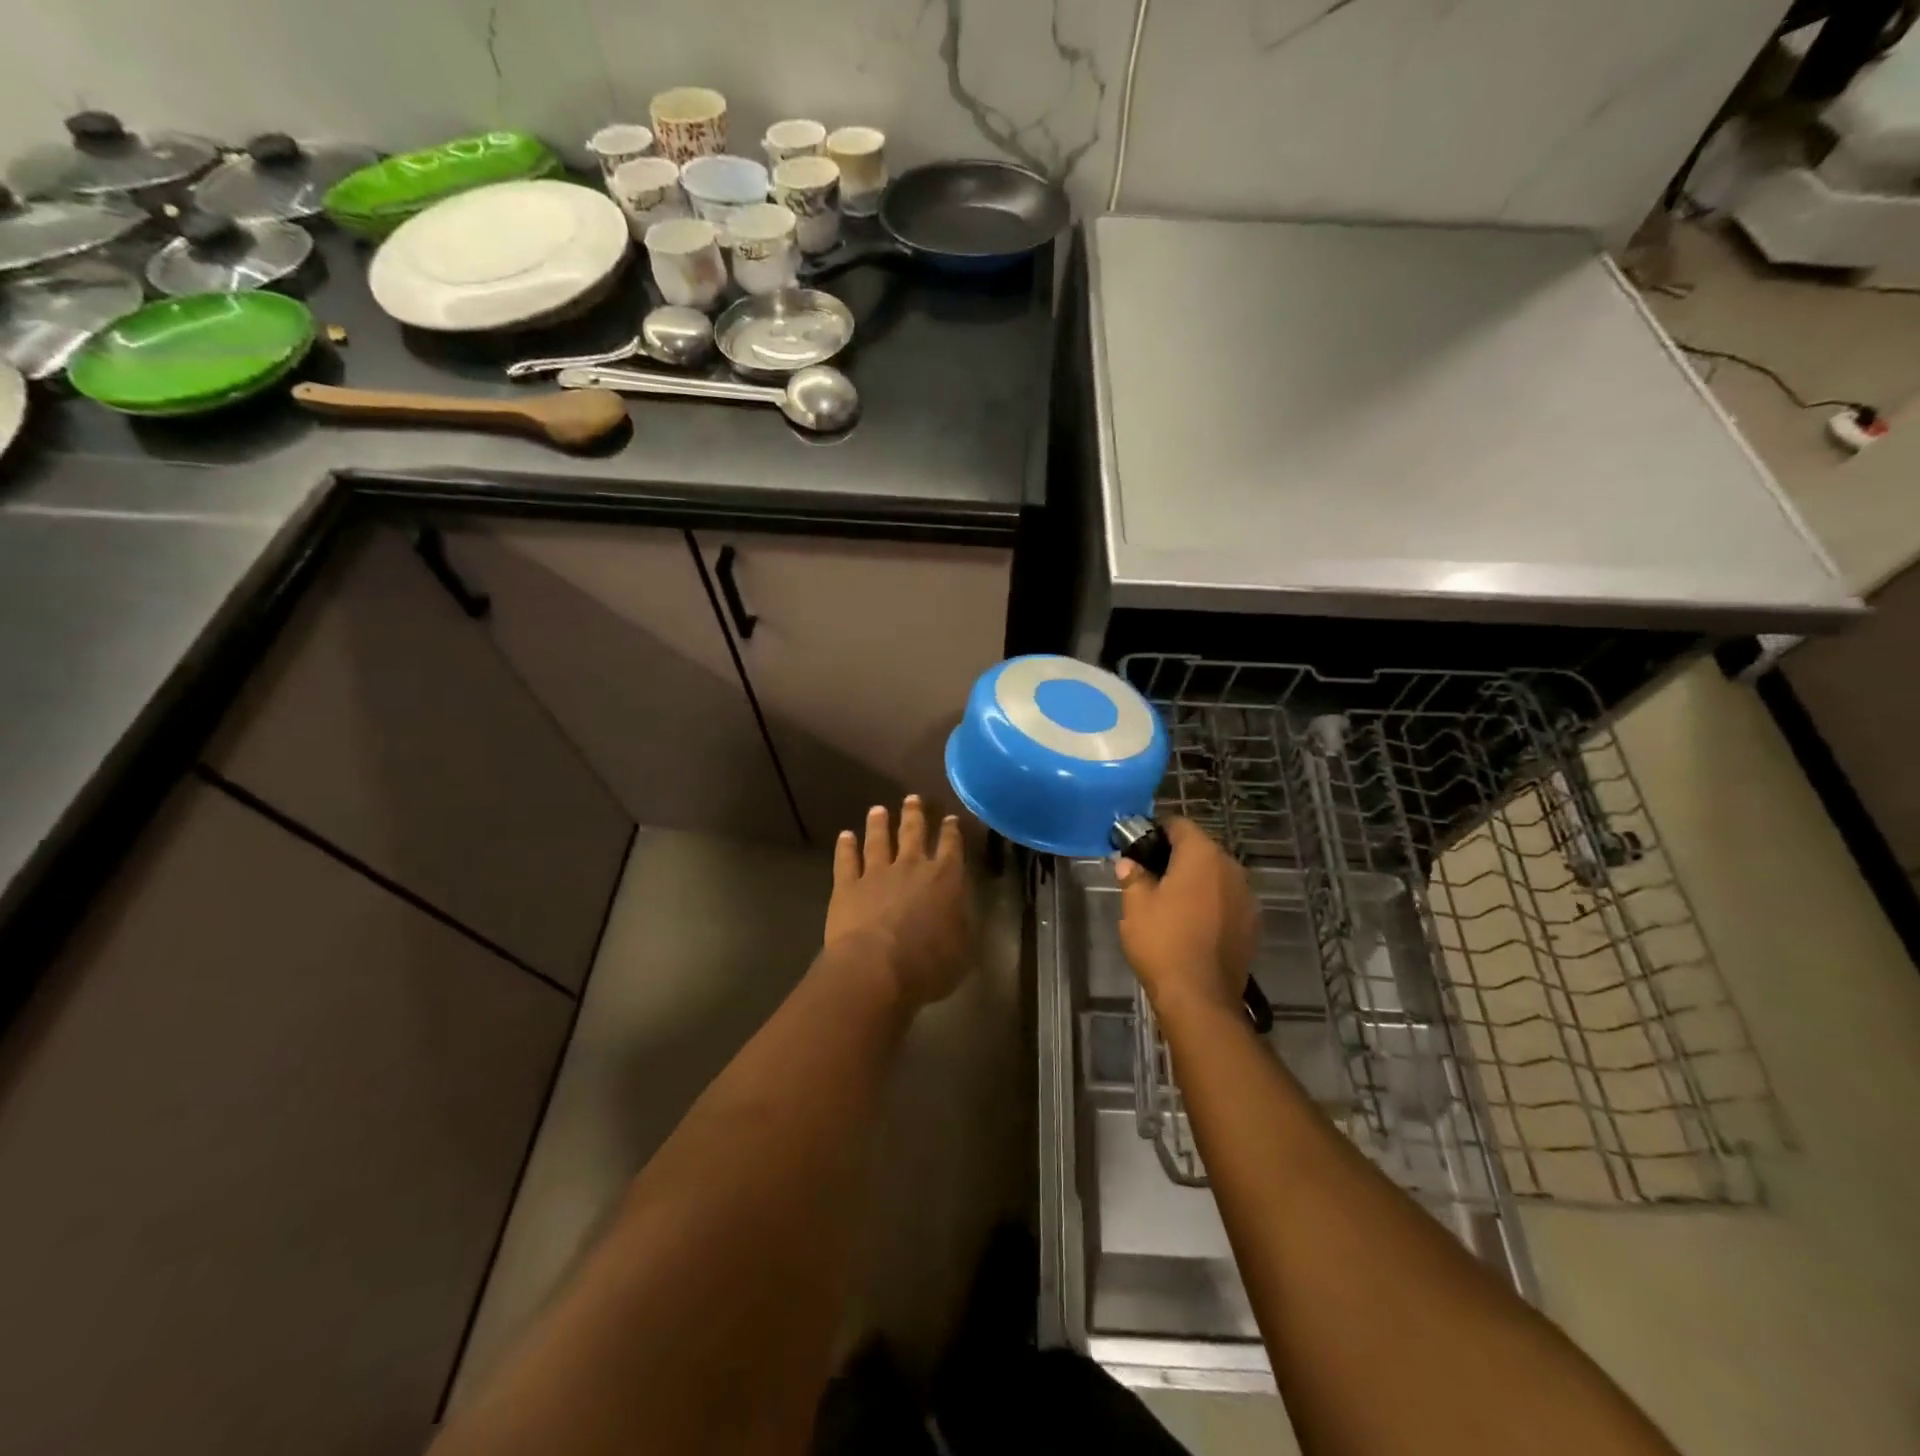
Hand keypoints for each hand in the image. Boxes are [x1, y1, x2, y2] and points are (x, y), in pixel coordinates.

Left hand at [825, 797, 973, 1010]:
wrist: (876, 968)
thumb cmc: (927, 964)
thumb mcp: (963, 949)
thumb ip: (962, 925)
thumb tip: (962, 913)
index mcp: (945, 879)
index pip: (951, 847)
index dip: (952, 831)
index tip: (950, 818)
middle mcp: (911, 867)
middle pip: (913, 833)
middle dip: (914, 814)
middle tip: (912, 798)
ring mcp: (876, 873)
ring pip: (878, 840)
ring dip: (878, 824)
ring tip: (877, 810)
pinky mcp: (847, 885)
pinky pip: (846, 860)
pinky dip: (845, 847)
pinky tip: (845, 836)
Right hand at [1116, 818, 1257, 1018]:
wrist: (1200, 996)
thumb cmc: (1163, 941)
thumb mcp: (1136, 905)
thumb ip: (1133, 876)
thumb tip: (1130, 864)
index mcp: (1202, 855)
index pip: (1179, 825)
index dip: (1156, 831)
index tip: (1138, 846)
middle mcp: (1230, 868)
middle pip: (1200, 848)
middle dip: (1176, 856)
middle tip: (1149, 873)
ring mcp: (1246, 896)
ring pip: (1215, 875)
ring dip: (1195, 880)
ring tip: (1169, 899)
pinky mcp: (1252, 923)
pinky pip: (1227, 899)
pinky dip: (1210, 902)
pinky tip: (1191, 922)